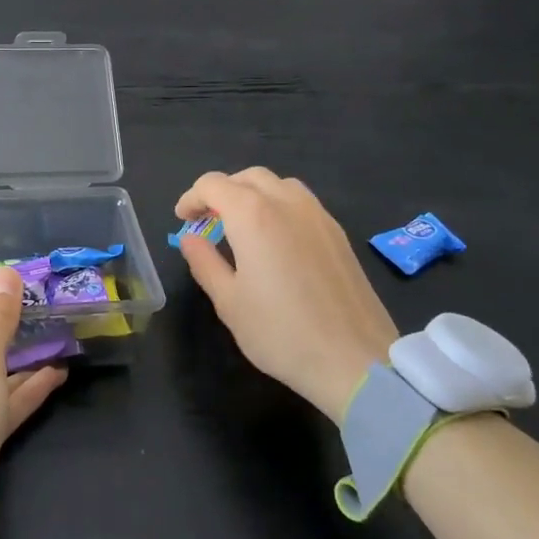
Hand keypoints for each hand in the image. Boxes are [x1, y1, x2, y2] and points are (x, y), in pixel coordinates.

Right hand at [175, 168, 397, 424]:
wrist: (356, 361)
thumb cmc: (281, 332)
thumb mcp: (228, 302)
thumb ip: (204, 262)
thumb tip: (190, 238)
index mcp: (252, 215)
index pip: (212, 185)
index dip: (191, 198)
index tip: (183, 220)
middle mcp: (286, 203)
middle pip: (246, 177)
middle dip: (221, 191)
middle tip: (208, 221)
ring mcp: (318, 215)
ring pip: (278, 184)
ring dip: (252, 193)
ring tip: (241, 225)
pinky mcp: (338, 234)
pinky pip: (301, 201)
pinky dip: (278, 205)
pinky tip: (276, 239)